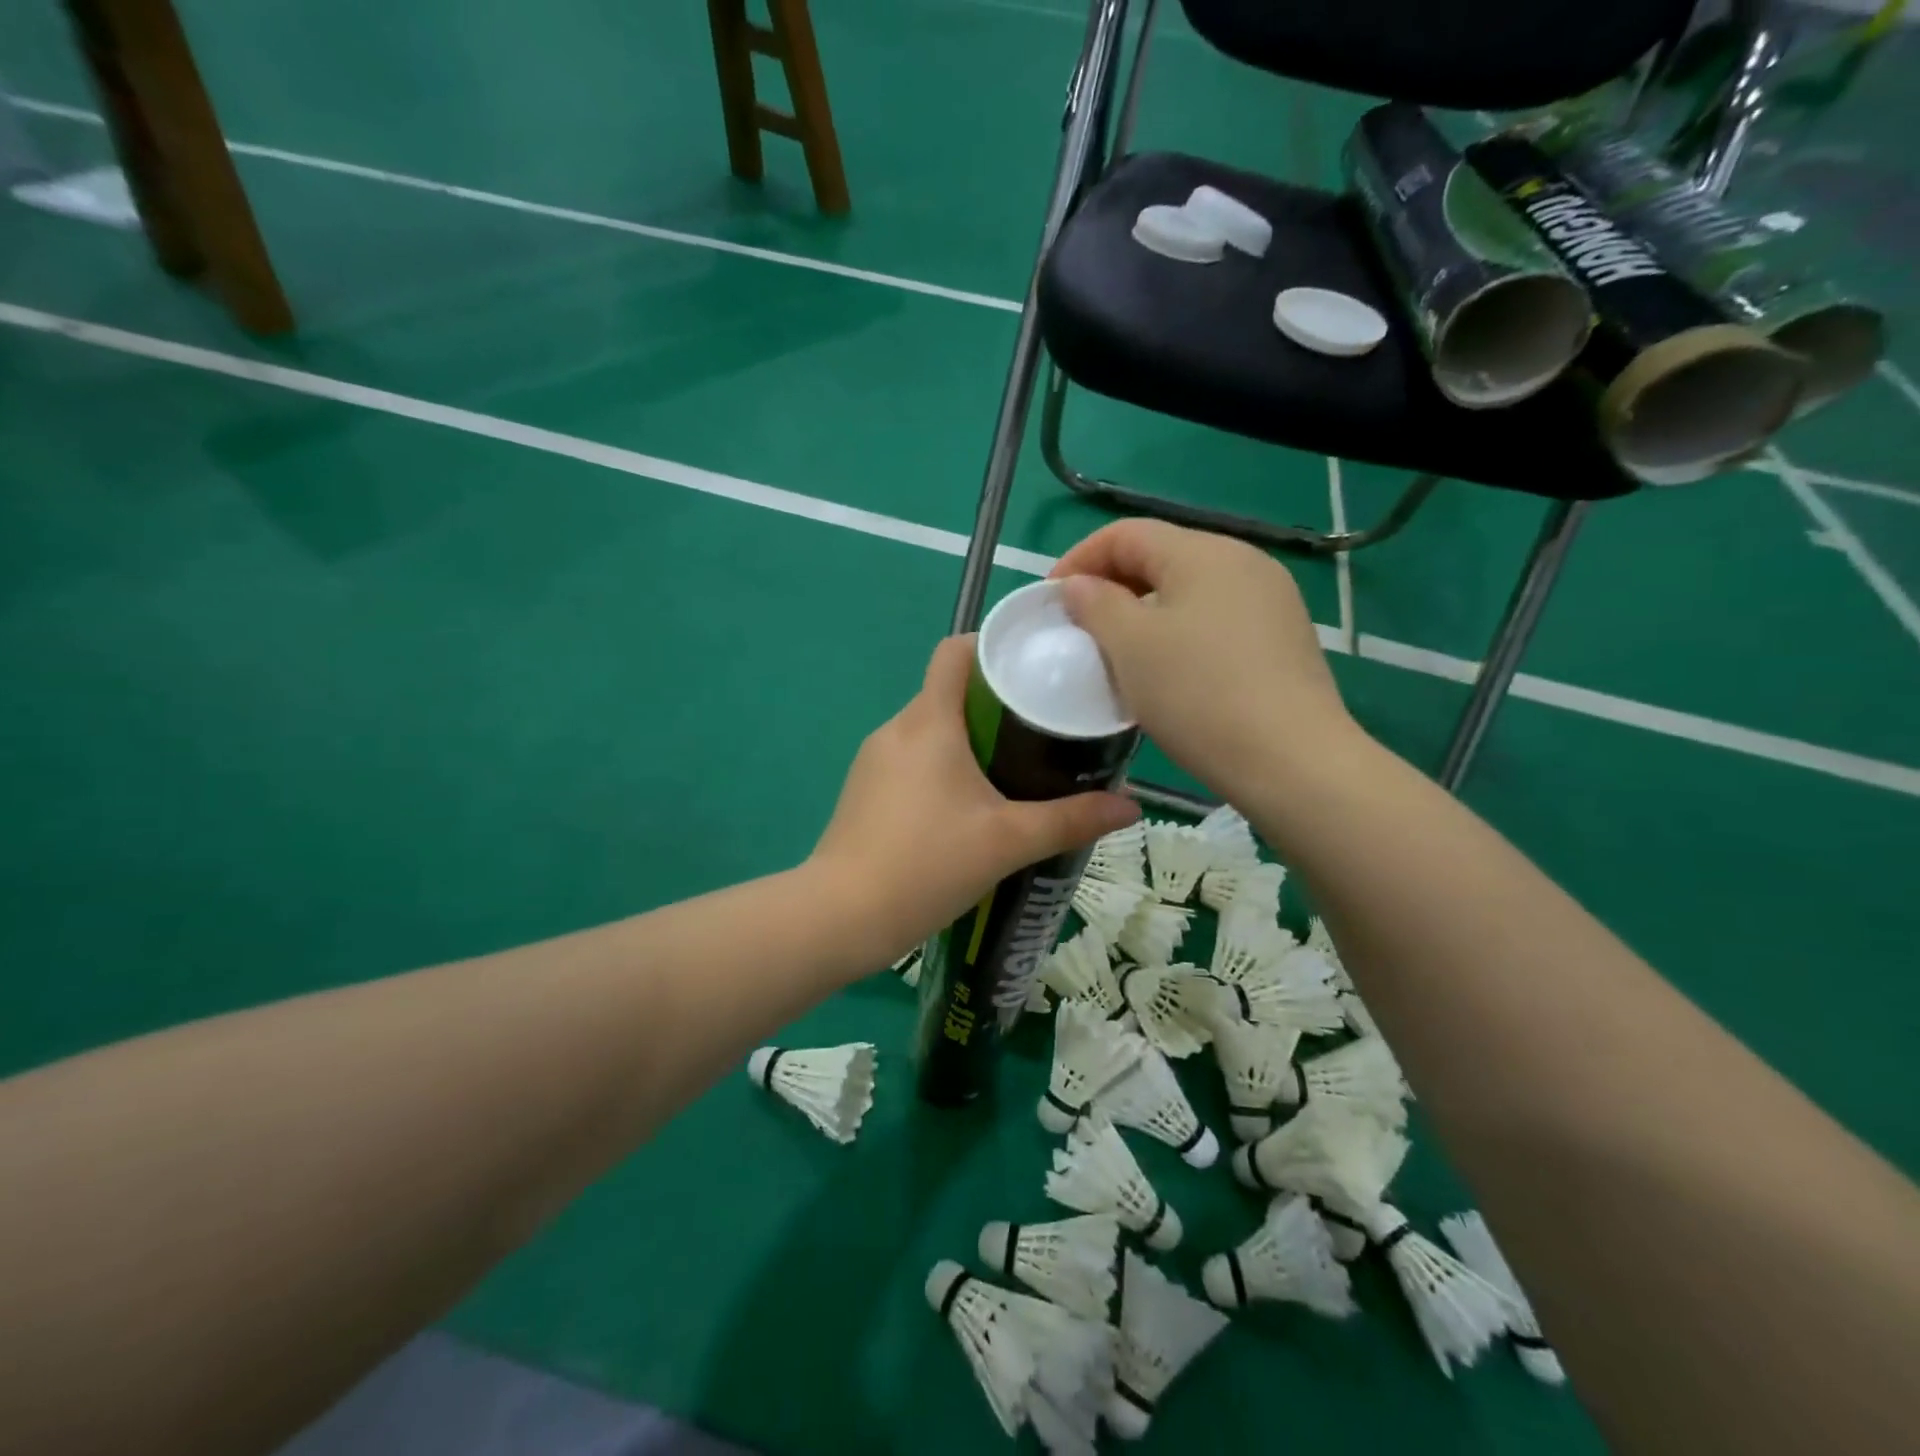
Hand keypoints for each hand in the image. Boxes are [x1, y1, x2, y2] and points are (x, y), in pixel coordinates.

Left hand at [809, 636, 1138, 970]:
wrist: (842, 917)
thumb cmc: (927, 865)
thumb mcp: (1008, 841)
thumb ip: (1071, 820)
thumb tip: (1132, 807)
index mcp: (929, 721)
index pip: (955, 651)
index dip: (993, 647)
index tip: (1034, 668)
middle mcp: (896, 729)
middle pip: (949, 691)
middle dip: (995, 702)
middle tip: (1043, 728)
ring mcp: (874, 760)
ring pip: (930, 729)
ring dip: (969, 738)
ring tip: (1014, 767)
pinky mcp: (864, 790)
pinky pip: (912, 759)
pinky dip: (943, 765)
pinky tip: (969, 804)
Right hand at [1051, 520, 1361, 798]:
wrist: (1291, 760)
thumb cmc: (1198, 694)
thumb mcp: (1131, 646)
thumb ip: (1097, 604)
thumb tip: (1080, 586)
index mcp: (1204, 552)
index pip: (1127, 533)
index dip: (1080, 559)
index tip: (1051, 600)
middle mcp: (1244, 562)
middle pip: (1161, 557)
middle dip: (1112, 585)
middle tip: (1080, 627)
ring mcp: (1271, 601)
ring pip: (1189, 591)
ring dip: (1144, 612)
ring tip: (1118, 651)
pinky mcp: (1283, 639)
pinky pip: (1215, 620)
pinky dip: (1179, 633)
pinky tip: (1168, 671)